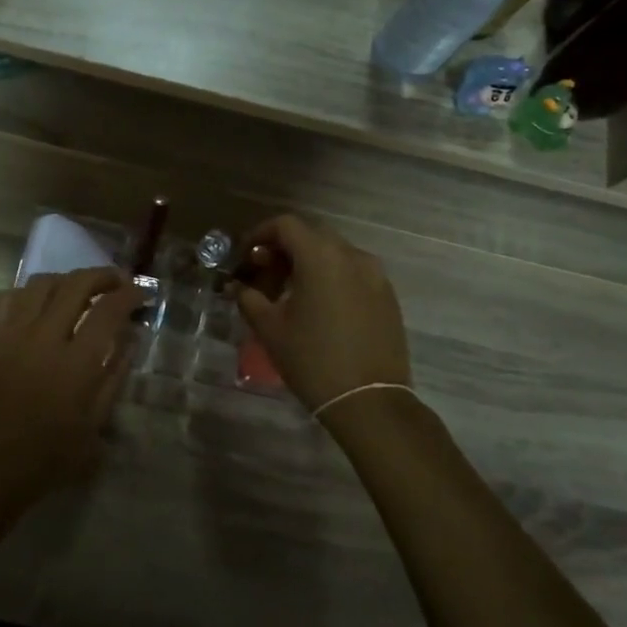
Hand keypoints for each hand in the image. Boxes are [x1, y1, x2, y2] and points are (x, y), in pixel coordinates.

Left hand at [0, 268, 143, 524]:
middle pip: (76, 285)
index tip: (141, 294)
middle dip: (103, 275)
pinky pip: (9, 297)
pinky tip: (41, 304)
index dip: (129, 295)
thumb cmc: (44, 459)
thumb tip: (129, 339)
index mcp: (76, 365)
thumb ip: (114, 377)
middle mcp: (44, 339)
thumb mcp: (93, 426)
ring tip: (81, 290)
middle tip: (117, 282)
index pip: (109, 311)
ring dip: (68, 279)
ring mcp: (11, 334)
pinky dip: (31, 292)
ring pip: (42, 283)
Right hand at [231, 214, 410, 415]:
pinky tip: (319, 307)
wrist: (369, 401)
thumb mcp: (270, 328)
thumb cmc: (312, 360)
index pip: (286, 225)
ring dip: (308, 263)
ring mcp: (375, 275)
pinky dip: (331, 278)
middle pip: (311, 235)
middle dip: (283, 249)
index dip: (260, 234)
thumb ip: (249, 298)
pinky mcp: (387, 296)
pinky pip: (353, 273)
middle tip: (264, 275)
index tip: (245, 256)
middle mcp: (352, 256)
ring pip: (334, 254)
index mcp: (321, 257)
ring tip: (290, 294)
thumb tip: (239, 286)